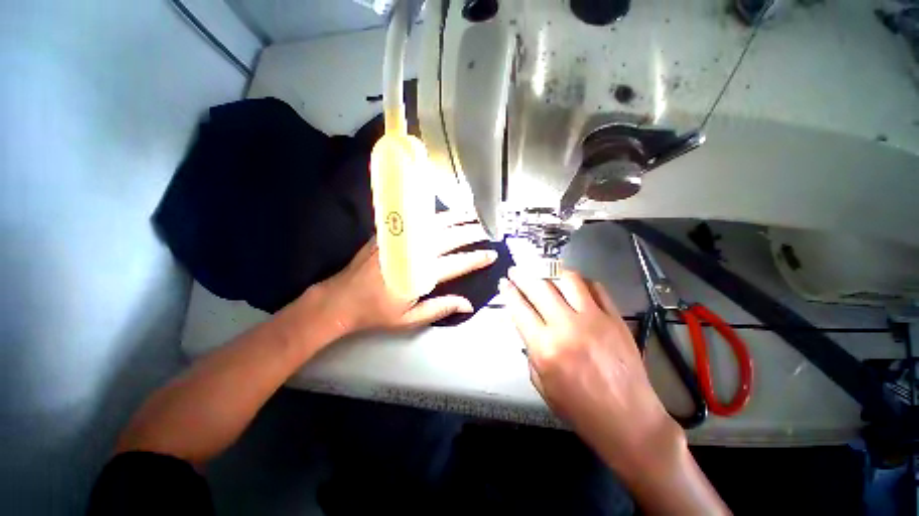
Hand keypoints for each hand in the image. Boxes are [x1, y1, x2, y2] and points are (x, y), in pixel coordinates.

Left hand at [316, 210, 496, 333]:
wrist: (341, 299)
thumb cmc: (377, 313)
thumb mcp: (410, 319)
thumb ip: (440, 308)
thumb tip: (468, 304)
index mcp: (419, 276)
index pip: (456, 264)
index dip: (476, 259)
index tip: (491, 254)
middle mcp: (412, 253)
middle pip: (448, 238)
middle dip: (470, 232)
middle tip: (487, 229)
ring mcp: (399, 241)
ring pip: (433, 224)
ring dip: (455, 218)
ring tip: (472, 214)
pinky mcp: (389, 234)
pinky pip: (416, 221)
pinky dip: (434, 216)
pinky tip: (445, 214)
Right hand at [499, 267, 680, 471]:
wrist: (628, 419)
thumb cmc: (579, 408)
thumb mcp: (541, 383)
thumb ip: (530, 349)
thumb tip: (525, 323)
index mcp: (546, 347)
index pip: (519, 308)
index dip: (508, 292)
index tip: (503, 282)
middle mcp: (567, 327)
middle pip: (539, 287)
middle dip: (523, 275)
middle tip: (516, 270)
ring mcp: (594, 319)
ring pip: (568, 279)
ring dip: (551, 271)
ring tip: (543, 270)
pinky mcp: (615, 318)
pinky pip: (596, 288)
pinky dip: (580, 281)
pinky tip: (573, 283)